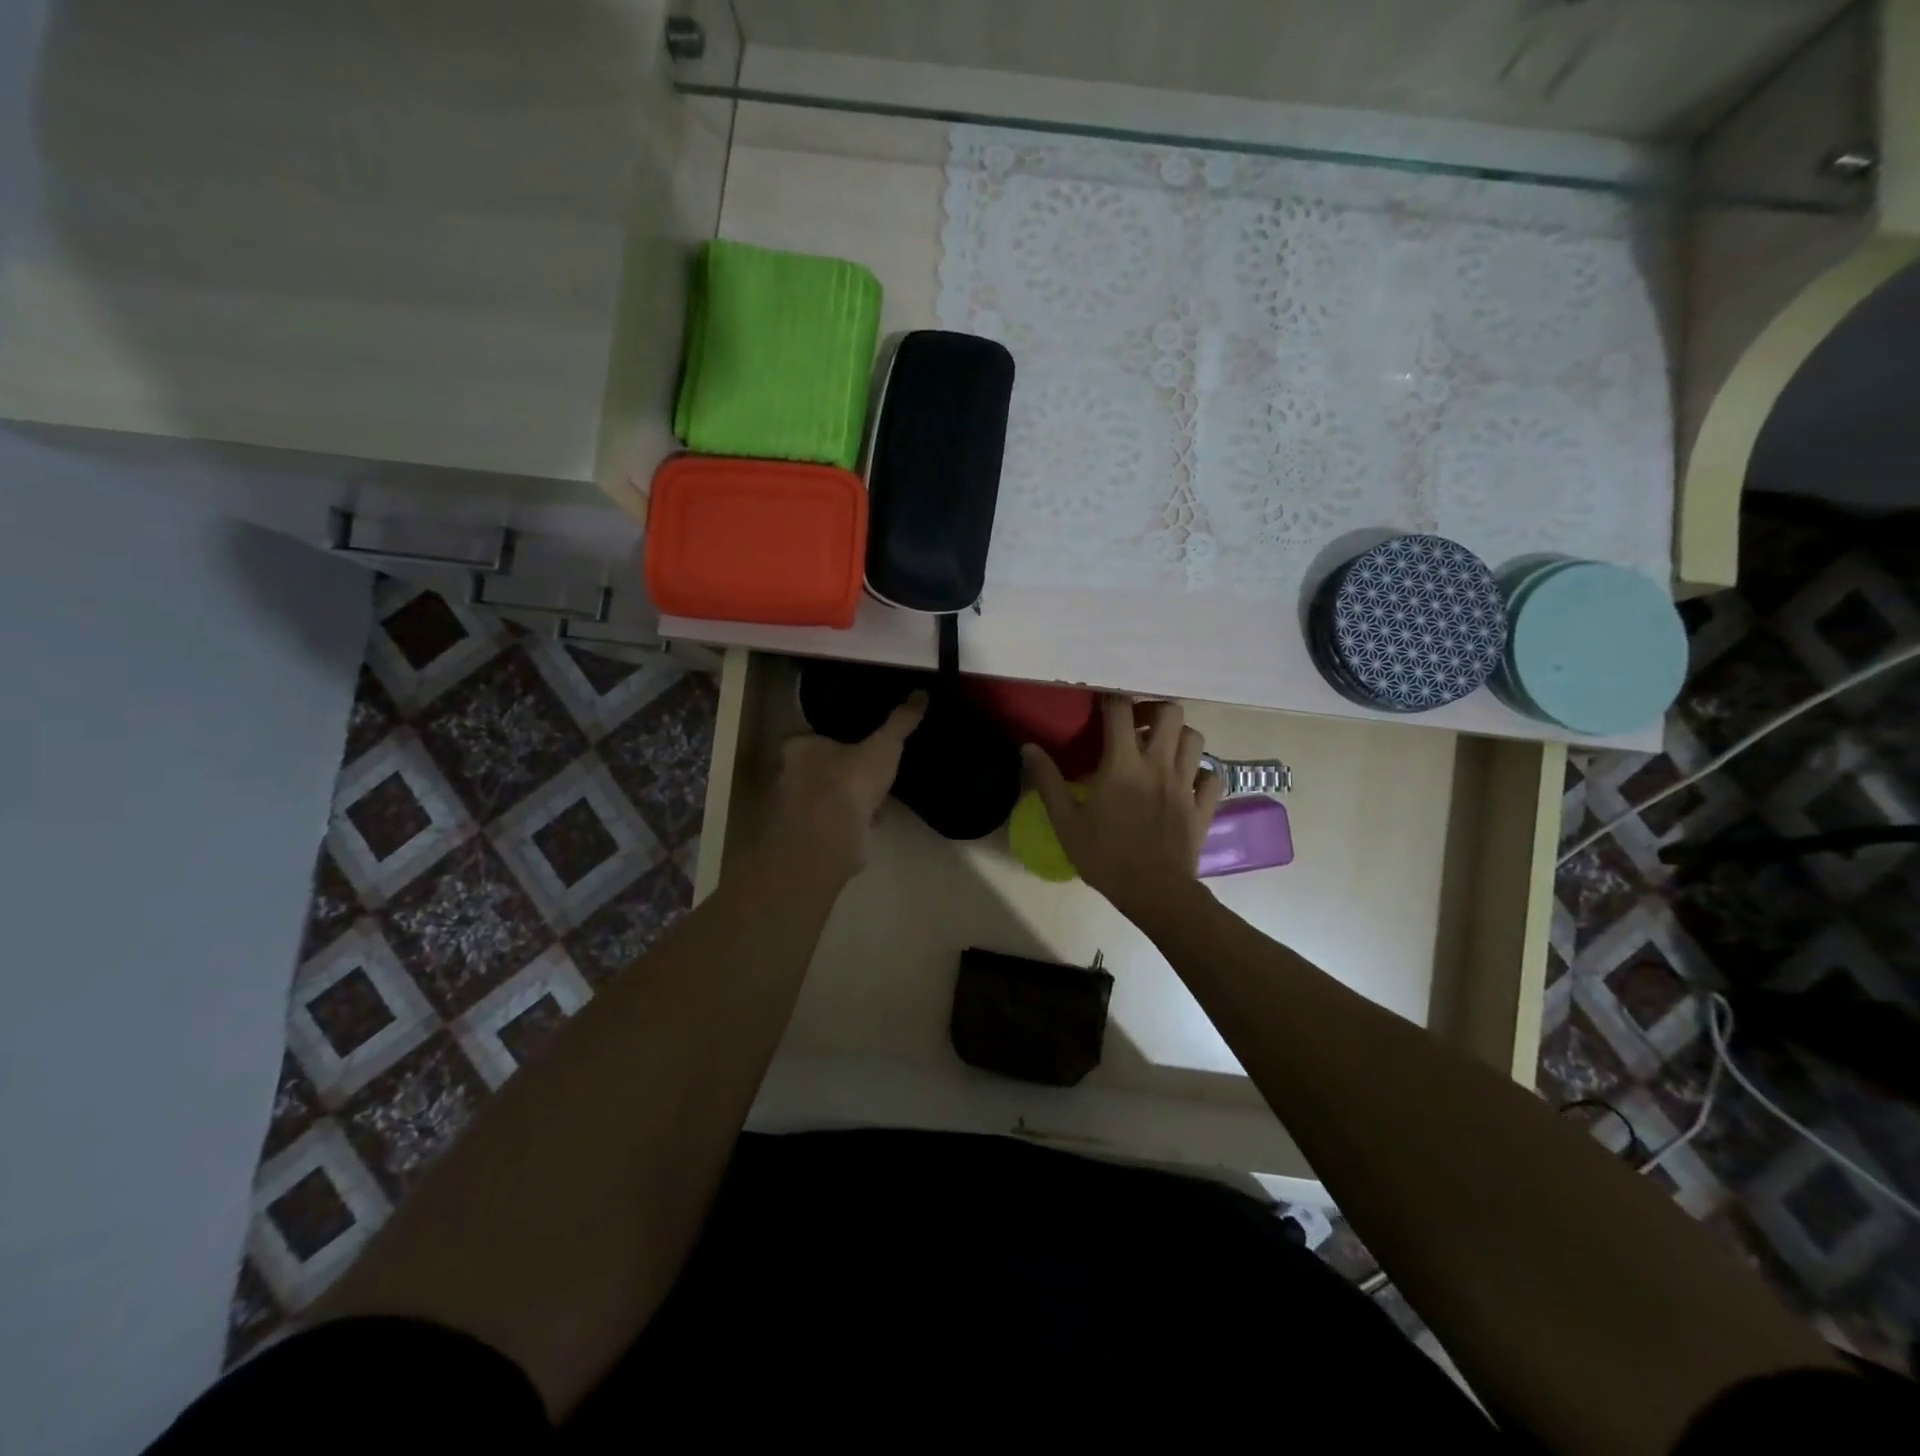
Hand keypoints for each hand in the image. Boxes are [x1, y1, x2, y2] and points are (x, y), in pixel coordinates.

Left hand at [758, 689, 928, 883]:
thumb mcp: (883, 746)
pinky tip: (869, 822)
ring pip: (823, 797)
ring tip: (873, 797)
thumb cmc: (849, 780)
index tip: (856, 745)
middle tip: (867, 771)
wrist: (831, 835)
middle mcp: (789, 775)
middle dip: (839, 771)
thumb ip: (900, 721)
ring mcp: (795, 809)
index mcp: (799, 747)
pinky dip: (848, 822)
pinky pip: (831, 822)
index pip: (810, 738)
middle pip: (816, 769)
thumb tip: (922, 693)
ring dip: (844, 799)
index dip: (832, 742)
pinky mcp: (808, 836)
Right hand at [1023, 695, 1222, 922]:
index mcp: (1123, 764)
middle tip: (1135, 726)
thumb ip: (1047, 781)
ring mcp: (1185, 783)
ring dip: (1178, 736)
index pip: (1120, 710)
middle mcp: (1158, 764)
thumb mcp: (1065, 821)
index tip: (1101, 704)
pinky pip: (1211, 775)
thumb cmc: (1104, 856)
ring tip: (1160, 750)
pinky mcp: (1203, 805)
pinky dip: (1201, 771)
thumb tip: (1028, 747)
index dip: (1111, 698)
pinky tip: (1186, 780)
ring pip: (1194, 738)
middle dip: (1153, 710)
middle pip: (1170, 712)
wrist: (1153, 893)